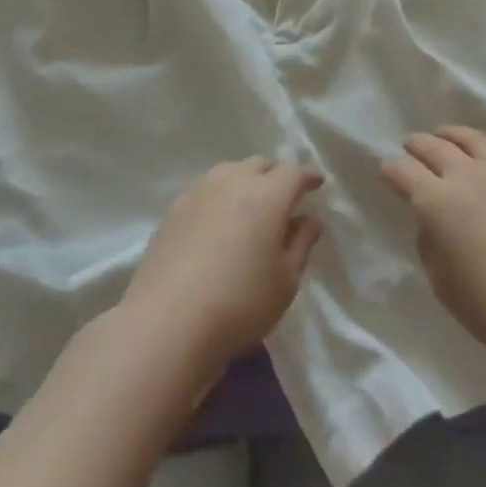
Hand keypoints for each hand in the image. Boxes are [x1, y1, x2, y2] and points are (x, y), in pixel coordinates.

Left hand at [119, 158, 323, 379]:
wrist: (168, 321)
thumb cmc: (240, 303)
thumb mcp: (285, 281)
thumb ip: (301, 243)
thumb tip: (310, 218)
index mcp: (267, 195)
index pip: (294, 173)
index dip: (308, 177)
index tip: (317, 183)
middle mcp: (233, 181)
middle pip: (260, 165)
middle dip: (276, 175)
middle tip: (284, 198)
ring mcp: (199, 191)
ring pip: (229, 171)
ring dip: (245, 181)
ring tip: (250, 205)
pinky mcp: (174, 208)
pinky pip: (205, 189)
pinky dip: (219, 195)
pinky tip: (218, 219)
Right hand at [381, 125, 485, 370]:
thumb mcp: (443, 284)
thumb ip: (431, 244)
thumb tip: (432, 222)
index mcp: (436, 201)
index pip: (403, 171)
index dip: (390, 170)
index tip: (386, 172)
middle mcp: (466, 175)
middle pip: (433, 146)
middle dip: (416, 145)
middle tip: (409, 147)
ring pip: (470, 138)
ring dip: (450, 135)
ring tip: (444, 136)